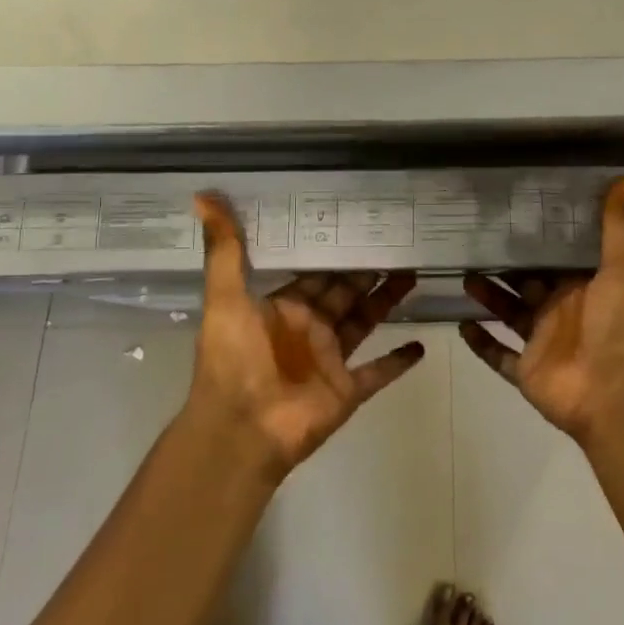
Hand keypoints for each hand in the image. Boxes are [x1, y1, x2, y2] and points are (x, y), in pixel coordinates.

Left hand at [188, 194, 423, 477]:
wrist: (239, 430)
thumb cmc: (232, 360)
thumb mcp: (224, 298)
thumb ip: (224, 249)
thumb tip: (202, 194)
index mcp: (282, 308)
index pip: (314, 273)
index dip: (334, 252)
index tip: (359, 225)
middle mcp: (308, 329)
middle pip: (344, 293)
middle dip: (367, 271)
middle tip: (397, 242)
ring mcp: (330, 361)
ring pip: (365, 322)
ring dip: (387, 301)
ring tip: (414, 274)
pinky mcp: (347, 390)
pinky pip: (378, 373)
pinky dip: (397, 362)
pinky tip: (421, 346)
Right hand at [458, 176, 623, 445]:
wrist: (617, 395)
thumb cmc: (620, 327)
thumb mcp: (623, 268)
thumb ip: (617, 226)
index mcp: (584, 286)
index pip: (555, 255)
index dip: (535, 237)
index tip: (509, 211)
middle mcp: (561, 310)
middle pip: (526, 282)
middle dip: (503, 264)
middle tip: (471, 238)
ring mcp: (541, 342)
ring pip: (508, 313)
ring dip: (487, 296)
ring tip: (461, 273)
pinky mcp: (526, 371)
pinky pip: (498, 356)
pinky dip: (480, 343)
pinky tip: (459, 325)